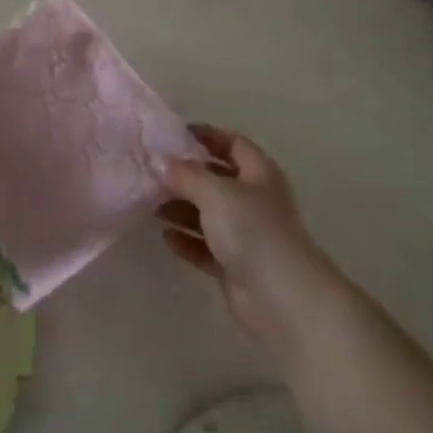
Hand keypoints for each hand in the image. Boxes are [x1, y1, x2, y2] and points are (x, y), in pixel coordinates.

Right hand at [158, 124, 342, 359]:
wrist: (282, 298)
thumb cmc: (252, 231)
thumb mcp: (215, 192)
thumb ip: (186, 174)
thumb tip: (163, 161)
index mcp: (259, 174)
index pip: (232, 143)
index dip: (206, 135)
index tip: (172, 135)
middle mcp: (255, 200)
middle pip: (216, 179)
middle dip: (185, 175)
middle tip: (151, 172)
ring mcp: (247, 235)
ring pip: (208, 214)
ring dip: (181, 208)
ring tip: (150, 205)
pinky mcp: (236, 265)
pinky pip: (206, 246)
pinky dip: (188, 240)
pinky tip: (166, 237)